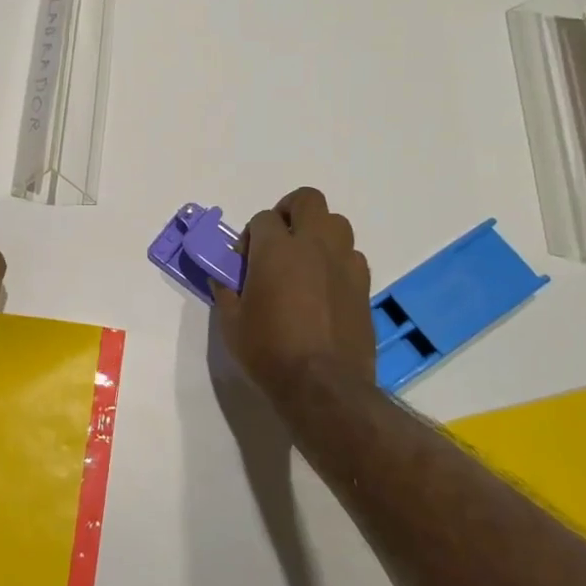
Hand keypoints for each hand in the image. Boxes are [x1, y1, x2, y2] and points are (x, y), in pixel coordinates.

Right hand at [212, 188, 377, 404]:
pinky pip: (351, 256)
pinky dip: (336, 261)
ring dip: (317, 233)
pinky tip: (324, 288)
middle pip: (307, 200)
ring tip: (304, 262)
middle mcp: (313, 245)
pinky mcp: (364, 285)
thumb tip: (221, 275)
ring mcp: (344, 263)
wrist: (323, 385)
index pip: (262, 218)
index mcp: (276, 249)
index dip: (250, 236)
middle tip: (278, 240)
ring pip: (336, 224)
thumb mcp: (231, 323)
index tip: (245, 261)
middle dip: (290, 211)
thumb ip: (225, 290)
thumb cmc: (268, 351)